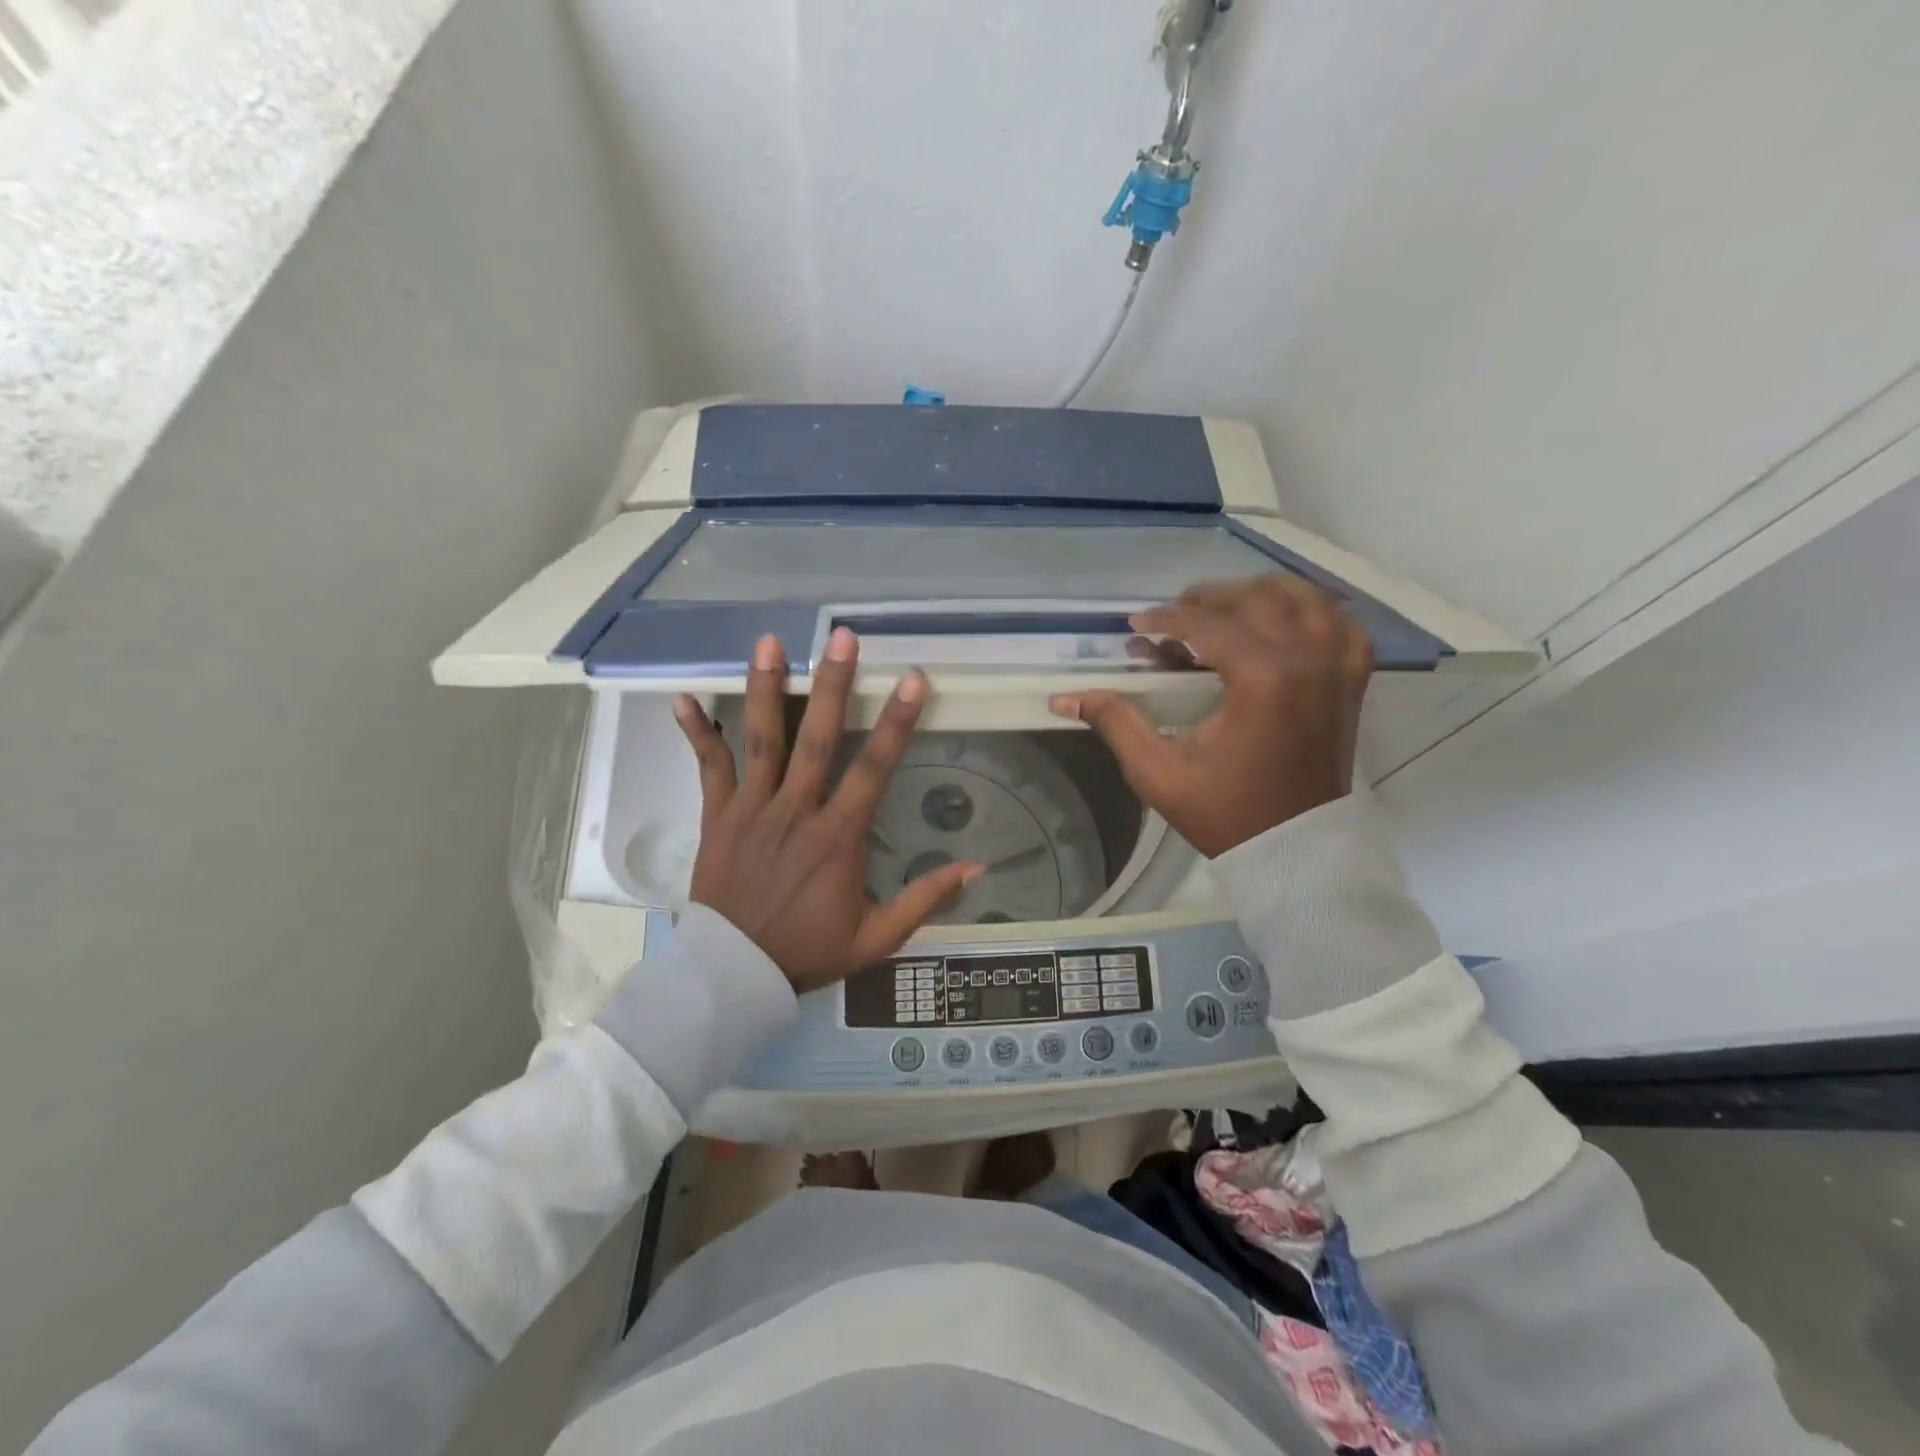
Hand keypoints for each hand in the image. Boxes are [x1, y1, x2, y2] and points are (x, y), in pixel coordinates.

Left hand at [673, 629, 981, 992]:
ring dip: (765, 689)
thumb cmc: (807, 951)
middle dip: (831, 685)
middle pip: (815, 739)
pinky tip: (684, 697)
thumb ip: (925, 900)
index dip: (896, 722)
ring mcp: (752, 810)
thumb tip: (976, 868)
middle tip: (840, 637)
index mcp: (837, 836)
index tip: (913, 680)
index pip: (873, 768)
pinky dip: (697, 733)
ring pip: (760, 741)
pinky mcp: (718, 817)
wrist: (734, 976)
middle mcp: (796, 811)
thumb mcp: (877, 938)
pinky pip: (708, 769)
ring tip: (769, 642)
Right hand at [1049, 577, 1372, 857]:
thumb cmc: (1224, 813)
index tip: (1136, 625)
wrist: (1293, 849)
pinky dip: (1317, 613)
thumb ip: (1117, 723)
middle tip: (1174, 614)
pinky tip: (1288, 621)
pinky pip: (1344, 626)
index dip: (1166, 618)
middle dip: (1208, 598)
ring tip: (1226, 608)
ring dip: (1262, 594)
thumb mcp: (1158, 773)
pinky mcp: (1350, 684)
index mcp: (1261, 681)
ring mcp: (1336, 670)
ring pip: (1306, 599)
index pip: (1208, 624)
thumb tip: (1065, 698)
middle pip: (1256, 600)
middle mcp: (1306, 662)